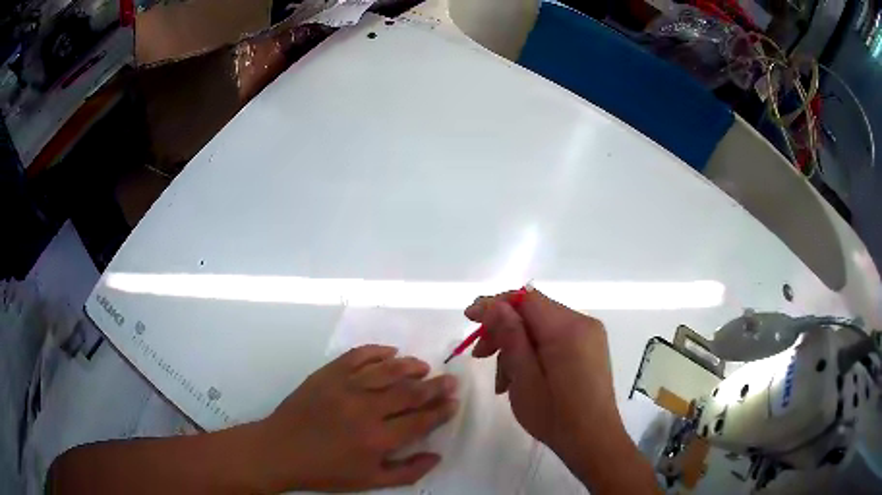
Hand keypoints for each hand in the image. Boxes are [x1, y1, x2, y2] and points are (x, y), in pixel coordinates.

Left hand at [253, 345, 458, 492]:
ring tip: (425, 366)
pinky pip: (357, 356)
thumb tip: (437, 455)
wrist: (281, 450)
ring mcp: (345, 387)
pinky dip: (377, 351)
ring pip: (387, 370)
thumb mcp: (369, 482)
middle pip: (409, 392)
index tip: (454, 402)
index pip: (420, 420)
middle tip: (450, 380)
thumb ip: (408, 472)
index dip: (441, 410)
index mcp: (378, 439)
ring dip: (411, 366)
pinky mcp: (327, 374)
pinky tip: (391, 351)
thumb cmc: (326, 471)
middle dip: (435, 386)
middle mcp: (366, 409)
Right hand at [466, 290, 652, 491]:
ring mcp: (590, 336)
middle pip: (533, 312)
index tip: (470, 318)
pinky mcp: (590, 349)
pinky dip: (534, 352)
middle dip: (504, 330)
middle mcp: (583, 323)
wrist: (593, 440)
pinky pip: (555, 339)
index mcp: (568, 328)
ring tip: (502, 381)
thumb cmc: (555, 415)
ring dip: (517, 346)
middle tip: (480, 356)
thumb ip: (510, 337)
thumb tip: (495, 306)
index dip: (495, 304)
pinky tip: (522, 378)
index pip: (525, 298)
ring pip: (542, 328)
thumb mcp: (524, 378)